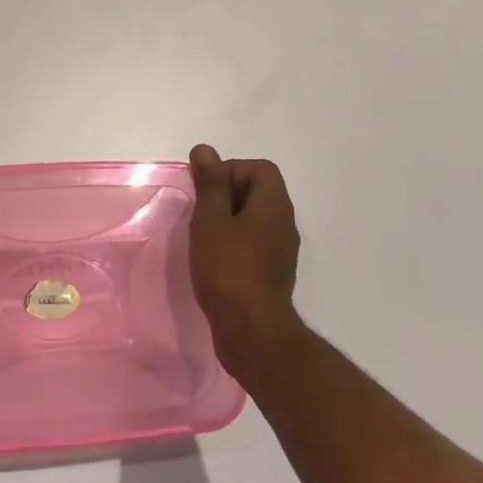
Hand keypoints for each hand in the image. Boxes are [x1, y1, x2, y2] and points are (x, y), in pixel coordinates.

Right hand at [188, 145, 304, 386]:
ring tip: (201, 236)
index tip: (206, 190)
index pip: (260, 168)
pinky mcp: (271, 275)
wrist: (252, 332)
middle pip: (257, 192)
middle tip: (199, 212)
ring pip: (253, 220)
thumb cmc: (229, 268)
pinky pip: (252, 244)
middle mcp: (284, 223)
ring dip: (226, 221)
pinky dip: (232, 244)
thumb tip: (205, 150)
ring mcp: (280, 251)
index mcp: (274, 204)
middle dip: (224, 195)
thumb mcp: (211, 219)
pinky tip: (211, 261)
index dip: (230, 170)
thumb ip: (209, 183)